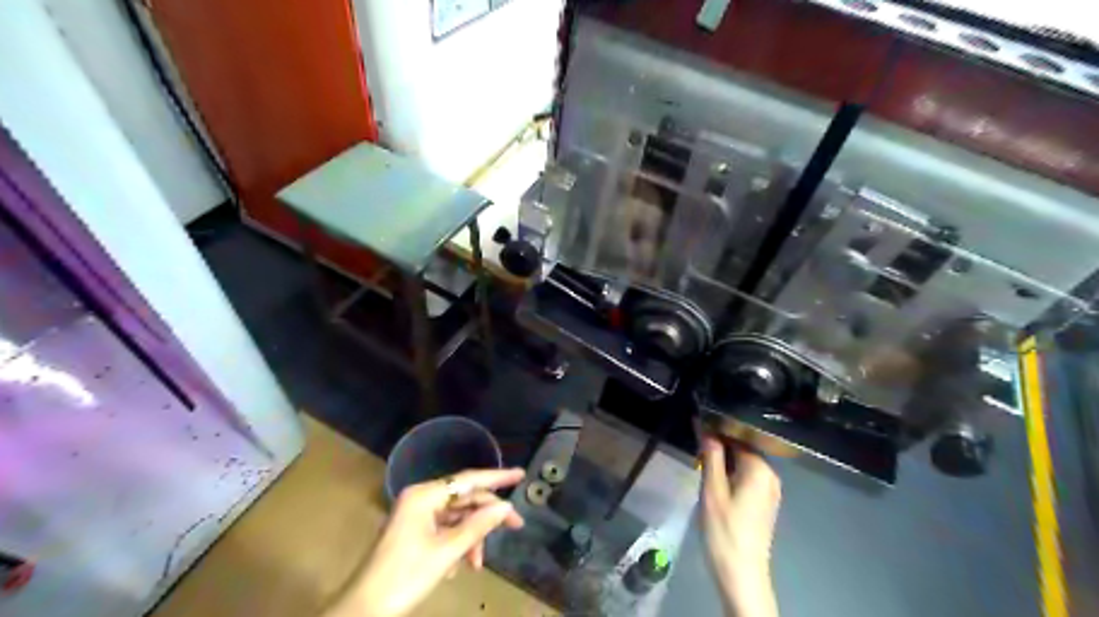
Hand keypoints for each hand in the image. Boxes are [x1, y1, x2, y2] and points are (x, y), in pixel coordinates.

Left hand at [326, 468, 523, 615]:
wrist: (364, 611)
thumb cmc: (405, 576)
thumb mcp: (446, 551)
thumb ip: (478, 525)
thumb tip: (505, 506)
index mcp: (424, 495)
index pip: (468, 480)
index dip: (497, 477)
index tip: (521, 475)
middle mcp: (421, 499)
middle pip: (464, 499)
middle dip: (487, 516)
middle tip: (516, 526)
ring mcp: (417, 516)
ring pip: (457, 517)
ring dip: (471, 537)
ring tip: (477, 563)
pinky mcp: (414, 532)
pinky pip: (445, 530)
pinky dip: (457, 545)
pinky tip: (459, 567)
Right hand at [703, 434, 780, 616]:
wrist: (741, 573)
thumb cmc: (724, 529)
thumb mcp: (712, 489)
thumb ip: (710, 455)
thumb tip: (705, 426)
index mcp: (759, 467)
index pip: (736, 435)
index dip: (715, 429)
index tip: (696, 427)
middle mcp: (770, 474)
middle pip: (742, 448)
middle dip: (719, 445)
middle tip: (696, 449)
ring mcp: (770, 490)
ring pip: (744, 463)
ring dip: (724, 460)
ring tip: (702, 463)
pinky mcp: (765, 502)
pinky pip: (748, 477)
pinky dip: (732, 473)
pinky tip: (716, 481)